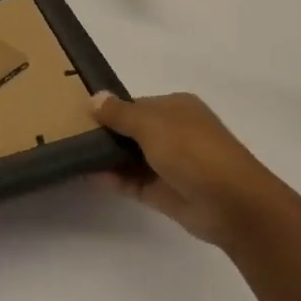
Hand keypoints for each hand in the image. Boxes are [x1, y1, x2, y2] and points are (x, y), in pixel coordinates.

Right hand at [91, 92, 288, 247]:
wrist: (230, 202)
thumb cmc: (193, 150)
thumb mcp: (153, 124)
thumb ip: (121, 114)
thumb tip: (94, 97)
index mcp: (178, 108)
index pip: (138, 105)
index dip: (112, 110)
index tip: (80, 115)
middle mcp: (175, 133)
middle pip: (134, 131)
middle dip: (107, 134)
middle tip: (69, 135)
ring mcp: (171, 164)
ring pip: (132, 158)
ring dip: (107, 158)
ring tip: (72, 155)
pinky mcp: (165, 193)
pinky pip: (133, 182)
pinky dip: (114, 179)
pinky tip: (87, 176)